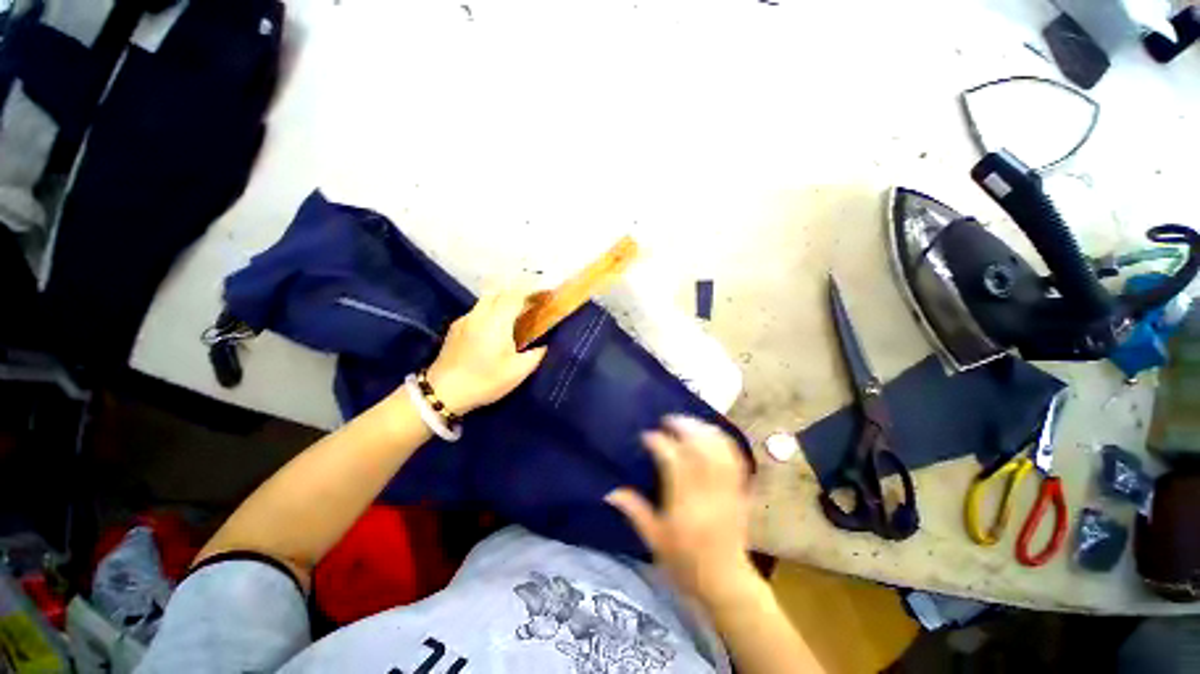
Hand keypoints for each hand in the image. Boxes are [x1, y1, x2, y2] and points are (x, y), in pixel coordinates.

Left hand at [425, 283, 547, 414]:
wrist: (443, 393)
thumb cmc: (484, 381)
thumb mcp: (517, 372)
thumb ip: (535, 355)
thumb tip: (544, 346)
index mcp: (496, 322)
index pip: (516, 295)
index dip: (532, 291)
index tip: (545, 293)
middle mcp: (479, 314)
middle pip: (500, 292)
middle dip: (518, 292)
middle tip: (532, 301)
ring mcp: (465, 319)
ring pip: (487, 300)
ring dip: (503, 300)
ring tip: (516, 312)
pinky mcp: (455, 327)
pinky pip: (477, 310)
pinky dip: (491, 310)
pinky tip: (495, 326)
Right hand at [606, 416, 758, 607]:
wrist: (726, 582)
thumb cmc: (685, 563)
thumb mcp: (654, 540)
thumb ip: (634, 511)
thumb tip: (610, 491)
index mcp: (685, 503)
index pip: (672, 460)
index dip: (658, 442)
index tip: (646, 436)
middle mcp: (708, 490)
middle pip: (699, 446)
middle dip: (683, 427)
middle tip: (667, 419)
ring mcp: (728, 488)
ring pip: (718, 447)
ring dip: (703, 429)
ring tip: (687, 422)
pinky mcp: (740, 490)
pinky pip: (735, 457)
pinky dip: (723, 440)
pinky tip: (711, 433)